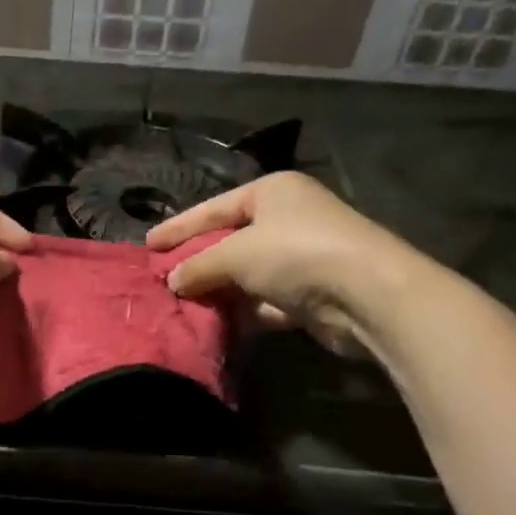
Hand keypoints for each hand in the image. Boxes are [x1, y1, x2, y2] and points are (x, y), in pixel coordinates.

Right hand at [145, 173, 424, 353]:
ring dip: (220, 289)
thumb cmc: (295, 253)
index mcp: (272, 192)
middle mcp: (289, 218)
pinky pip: (266, 299)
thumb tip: (173, 281)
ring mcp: (303, 256)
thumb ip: (199, 266)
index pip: (213, 208)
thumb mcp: (235, 254)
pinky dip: (246, 310)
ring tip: (182, 304)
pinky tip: (218, 322)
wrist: (368, 294)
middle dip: (198, 261)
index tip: (148, 244)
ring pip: (248, 273)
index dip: (178, 227)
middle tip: (162, 277)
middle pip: (230, 240)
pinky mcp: (312, 292)